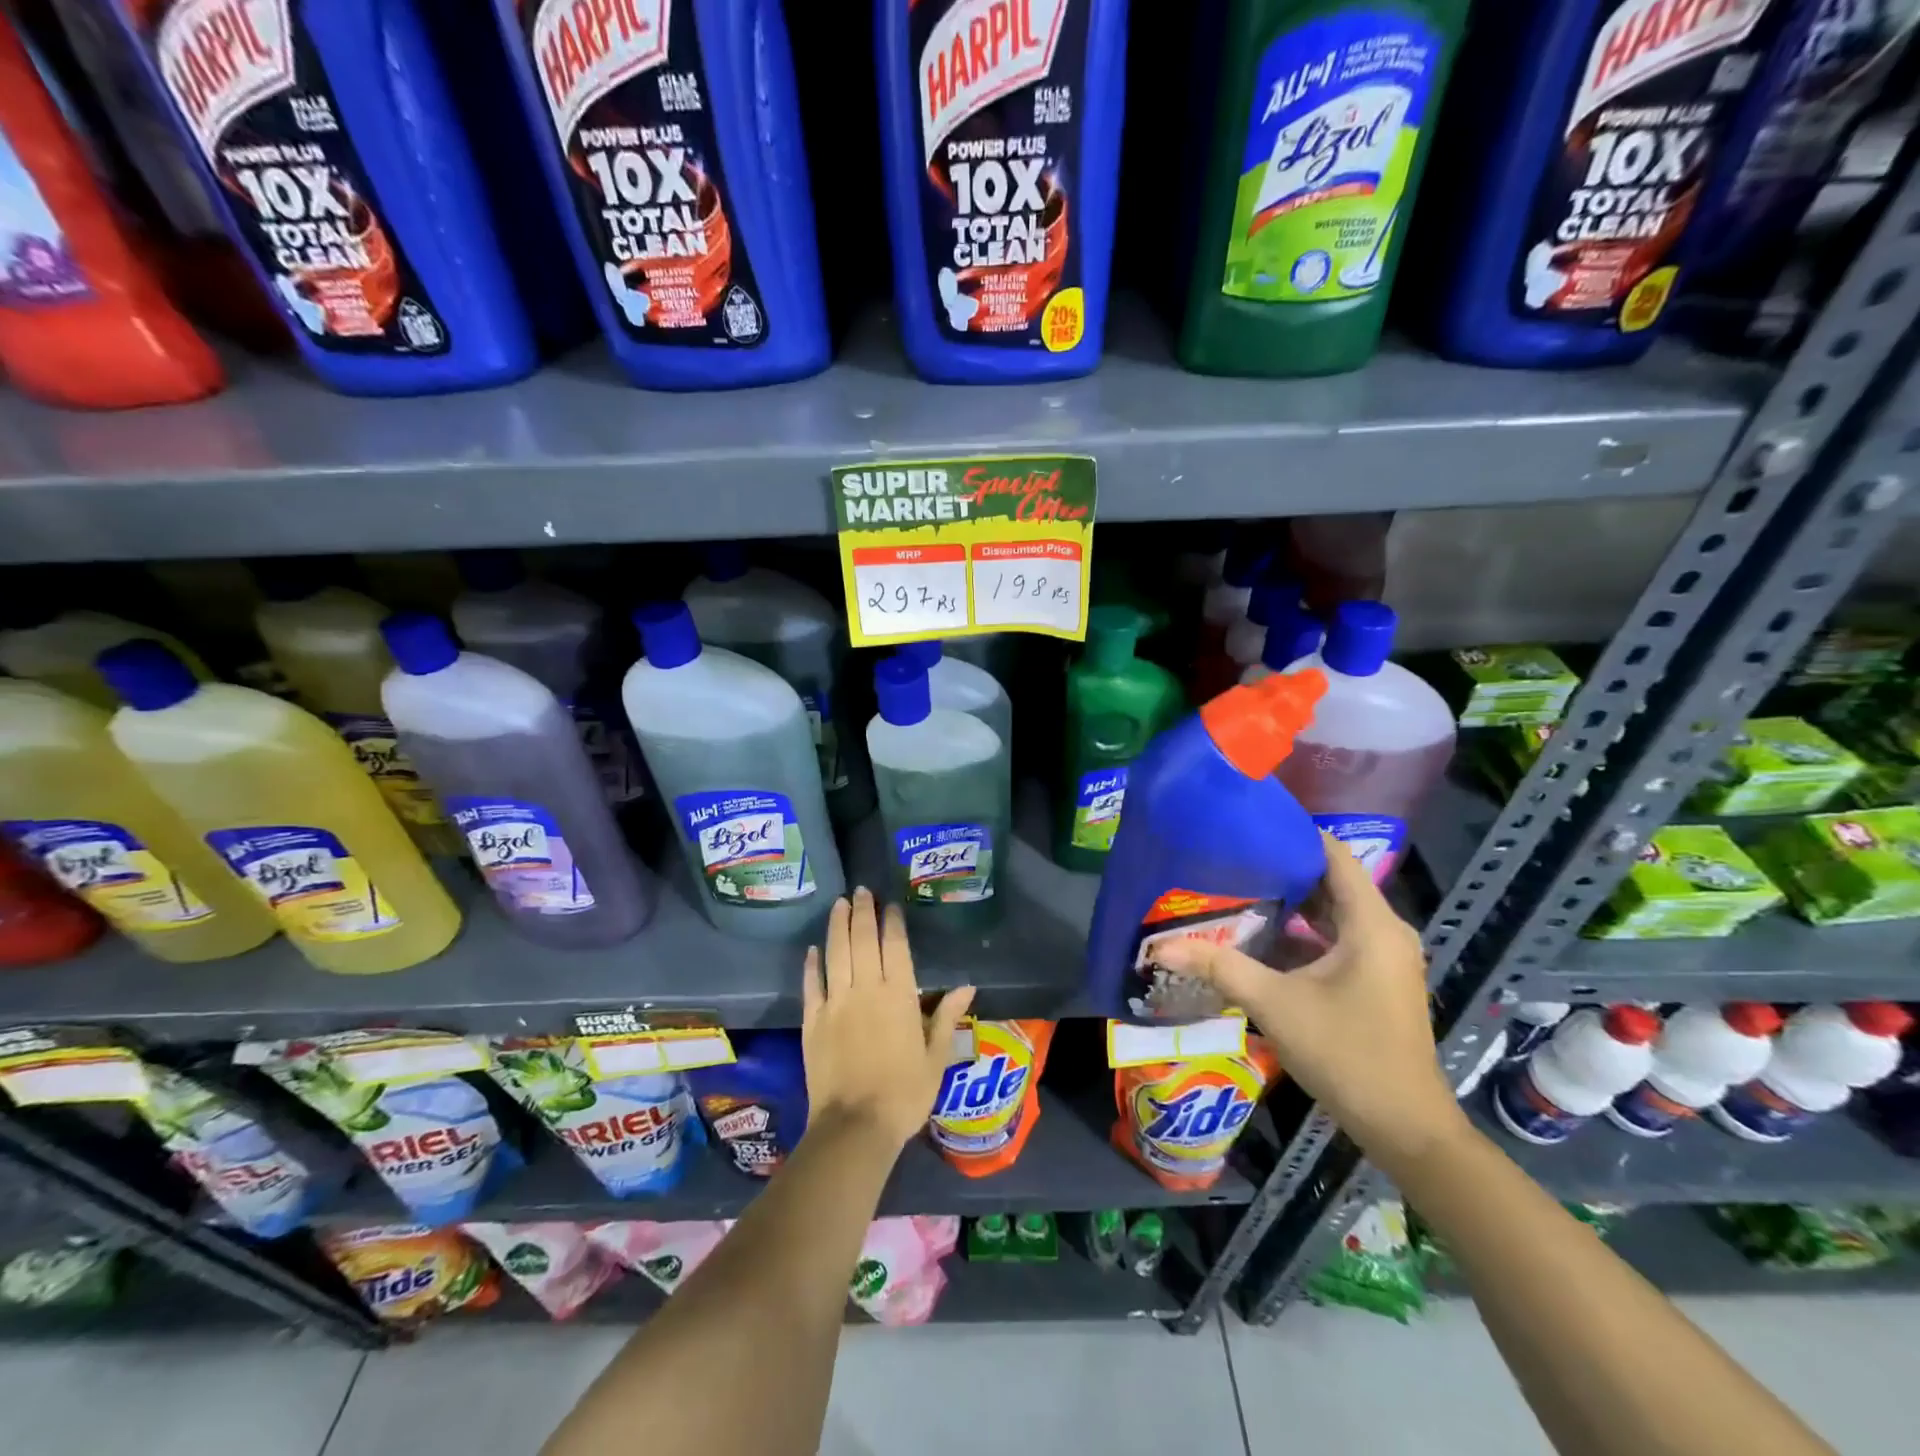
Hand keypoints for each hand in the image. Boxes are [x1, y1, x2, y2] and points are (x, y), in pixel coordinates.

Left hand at [801, 888, 975, 1149]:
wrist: (854, 1127)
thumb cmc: (904, 1094)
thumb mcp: (936, 1058)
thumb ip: (946, 1017)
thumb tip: (967, 985)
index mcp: (898, 995)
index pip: (894, 946)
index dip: (891, 922)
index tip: (889, 904)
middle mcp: (865, 989)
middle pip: (861, 940)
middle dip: (862, 912)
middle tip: (861, 891)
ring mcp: (835, 1003)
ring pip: (835, 953)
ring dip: (837, 926)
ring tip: (839, 904)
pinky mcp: (812, 1021)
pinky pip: (812, 985)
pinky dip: (812, 964)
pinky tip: (813, 949)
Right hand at [1153, 836, 1465, 1169]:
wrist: (1405, 1128)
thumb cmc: (1346, 1053)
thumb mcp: (1275, 1004)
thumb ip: (1219, 968)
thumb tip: (1159, 948)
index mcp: (1372, 924)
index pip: (1335, 855)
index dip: (1294, 835)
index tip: (1247, 827)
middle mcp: (1384, 932)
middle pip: (1331, 882)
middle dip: (1282, 870)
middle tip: (1230, 860)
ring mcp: (1383, 959)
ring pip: (1332, 914)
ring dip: (1290, 905)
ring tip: (1237, 891)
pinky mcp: (1376, 982)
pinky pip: (1336, 940)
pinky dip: (1303, 934)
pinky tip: (1260, 939)